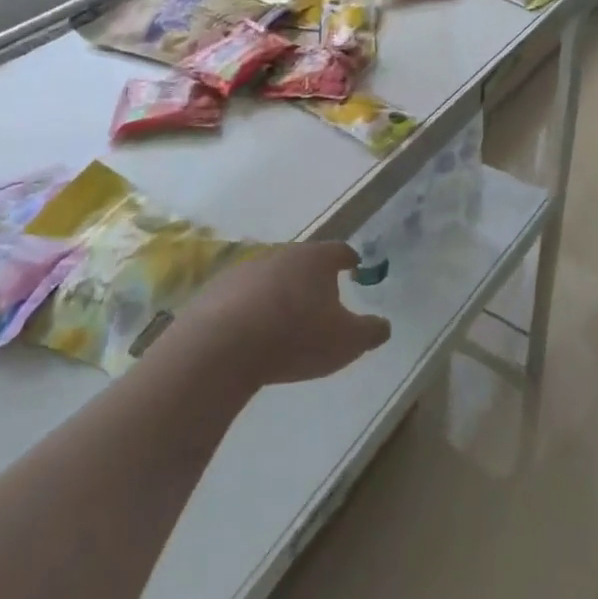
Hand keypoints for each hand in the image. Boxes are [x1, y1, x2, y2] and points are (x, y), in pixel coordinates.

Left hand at [185, 242, 390, 388]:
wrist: (221, 348)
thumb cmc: (295, 337)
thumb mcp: (347, 342)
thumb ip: (370, 332)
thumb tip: (383, 325)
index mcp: (315, 259)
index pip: (339, 251)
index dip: (349, 259)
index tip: (355, 266)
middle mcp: (280, 255)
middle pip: (302, 262)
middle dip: (311, 278)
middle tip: (320, 299)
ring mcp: (243, 270)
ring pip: (269, 277)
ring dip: (278, 293)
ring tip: (284, 321)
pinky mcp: (214, 292)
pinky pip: (239, 298)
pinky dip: (249, 310)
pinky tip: (250, 334)